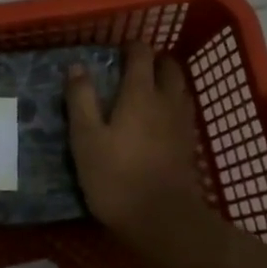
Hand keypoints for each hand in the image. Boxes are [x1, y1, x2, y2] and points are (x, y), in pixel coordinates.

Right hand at [68, 44, 221, 256]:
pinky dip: (172, 105)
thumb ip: (81, 99)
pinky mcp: (189, 146)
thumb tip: (77, 66)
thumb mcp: (86, 138)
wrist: (162, 220)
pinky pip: (183, 112)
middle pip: (169, 68)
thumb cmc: (116, 176)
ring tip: (147, 89)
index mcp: (140, 94)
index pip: (142, 55)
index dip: (131, 46)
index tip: (116, 50)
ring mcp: (182, 124)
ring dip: (166, 81)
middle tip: (134, 66)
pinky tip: (159, 120)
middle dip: (154, 60)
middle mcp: (166, 101)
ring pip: (180, 89)